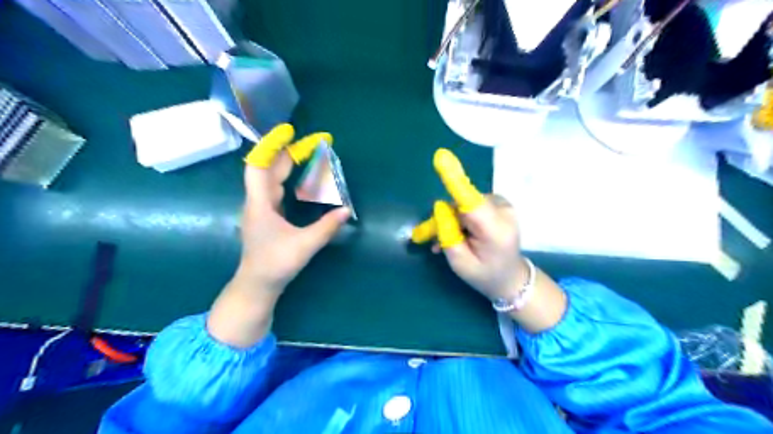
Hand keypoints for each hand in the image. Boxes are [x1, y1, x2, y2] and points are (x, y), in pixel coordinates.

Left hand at [240, 124, 352, 294]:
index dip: (272, 146)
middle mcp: (258, 201)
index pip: (259, 165)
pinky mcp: (266, 215)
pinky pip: (275, 188)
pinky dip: (288, 178)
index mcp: (261, 204)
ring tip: (308, 154)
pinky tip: (300, 178)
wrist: (257, 284)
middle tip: (313, 144)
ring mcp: (261, 208)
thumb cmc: (276, 264)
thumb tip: (347, 211)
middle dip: (289, 152)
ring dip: (287, 164)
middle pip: (268, 168)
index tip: (289, 131)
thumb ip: (326, 227)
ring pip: (271, 178)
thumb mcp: (304, 245)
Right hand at [413, 147, 528, 299]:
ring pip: (466, 204)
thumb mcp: (459, 263)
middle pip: (463, 203)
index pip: (472, 202)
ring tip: (448, 240)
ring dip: (453, 219)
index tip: (441, 157)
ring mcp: (504, 206)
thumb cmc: (484, 275)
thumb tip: (440, 206)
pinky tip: (461, 232)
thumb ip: (448, 234)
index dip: (455, 180)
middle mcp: (503, 212)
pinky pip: (473, 204)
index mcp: (495, 232)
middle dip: (446, 217)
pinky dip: (463, 217)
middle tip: (428, 238)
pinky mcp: (501, 204)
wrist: (512, 278)